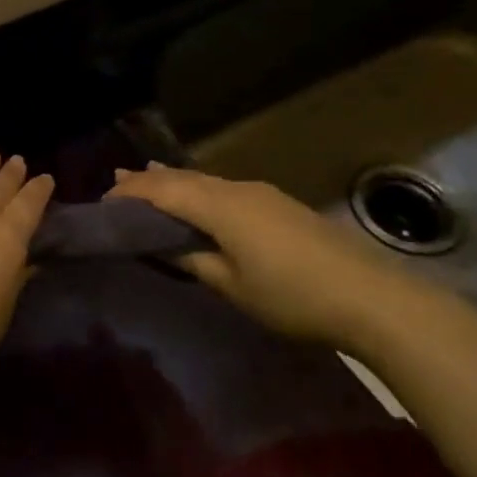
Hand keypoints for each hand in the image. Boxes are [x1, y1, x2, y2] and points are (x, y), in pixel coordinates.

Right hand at [107, 165, 443, 351]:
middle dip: (148, 180)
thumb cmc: (292, 296)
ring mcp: (263, 195)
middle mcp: (238, 190)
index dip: (131, 194)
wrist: (373, 297)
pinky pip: (225, 190)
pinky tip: (199, 198)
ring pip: (206, 181)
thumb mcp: (232, 285)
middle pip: (183, 178)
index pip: (163, 190)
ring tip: (148, 178)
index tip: (103, 203)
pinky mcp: (280, 206)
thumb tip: (167, 244)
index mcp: (220, 206)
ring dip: (175, 182)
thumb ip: (193, 260)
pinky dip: (200, 191)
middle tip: (117, 181)